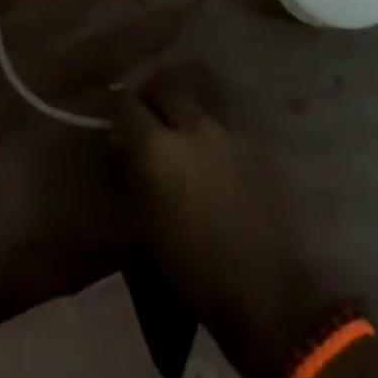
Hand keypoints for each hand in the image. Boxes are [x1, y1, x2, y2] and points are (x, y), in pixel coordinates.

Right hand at [112, 64, 332, 377]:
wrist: (264, 288)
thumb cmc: (192, 269)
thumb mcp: (146, 226)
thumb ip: (134, 175)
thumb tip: (124, 145)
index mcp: (157, 148)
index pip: (127, 104)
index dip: (118, 103)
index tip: (113, 110)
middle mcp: (192, 127)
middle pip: (166, 89)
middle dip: (153, 97)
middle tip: (147, 116)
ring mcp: (227, 132)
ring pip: (197, 108)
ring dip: (184, 115)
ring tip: (182, 137)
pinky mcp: (255, 145)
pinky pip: (224, 129)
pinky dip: (212, 137)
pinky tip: (214, 159)